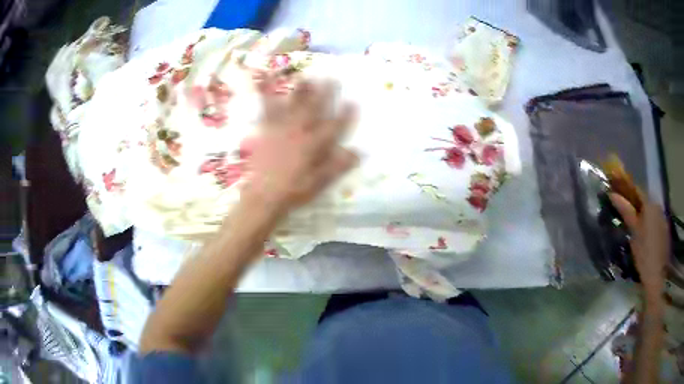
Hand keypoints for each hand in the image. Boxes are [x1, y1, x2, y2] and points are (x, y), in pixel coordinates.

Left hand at [243, 78, 357, 212]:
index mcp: (314, 145)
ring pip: (294, 106)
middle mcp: (299, 132)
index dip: (345, 115)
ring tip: (307, 77)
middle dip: (325, 94)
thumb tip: (357, 152)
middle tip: (332, 78)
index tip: (352, 101)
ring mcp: (281, 129)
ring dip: (301, 91)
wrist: (264, 195)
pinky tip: (265, 85)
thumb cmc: (294, 191)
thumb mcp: (319, 182)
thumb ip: (337, 166)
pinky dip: (267, 96)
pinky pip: (267, 110)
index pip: (334, 127)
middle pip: (315, 110)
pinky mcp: (267, 130)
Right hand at [609, 193, 669, 297]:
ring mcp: (662, 217)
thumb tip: (613, 195)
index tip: (617, 192)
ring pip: (650, 210)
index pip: (637, 190)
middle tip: (624, 210)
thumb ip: (626, 212)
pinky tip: (644, 234)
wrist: (657, 275)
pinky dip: (648, 222)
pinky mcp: (664, 229)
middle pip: (644, 199)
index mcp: (650, 204)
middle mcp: (657, 205)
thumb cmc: (644, 254)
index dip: (627, 190)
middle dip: (635, 203)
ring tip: (634, 224)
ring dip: (642, 213)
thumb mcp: (634, 233)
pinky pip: (655, 219)